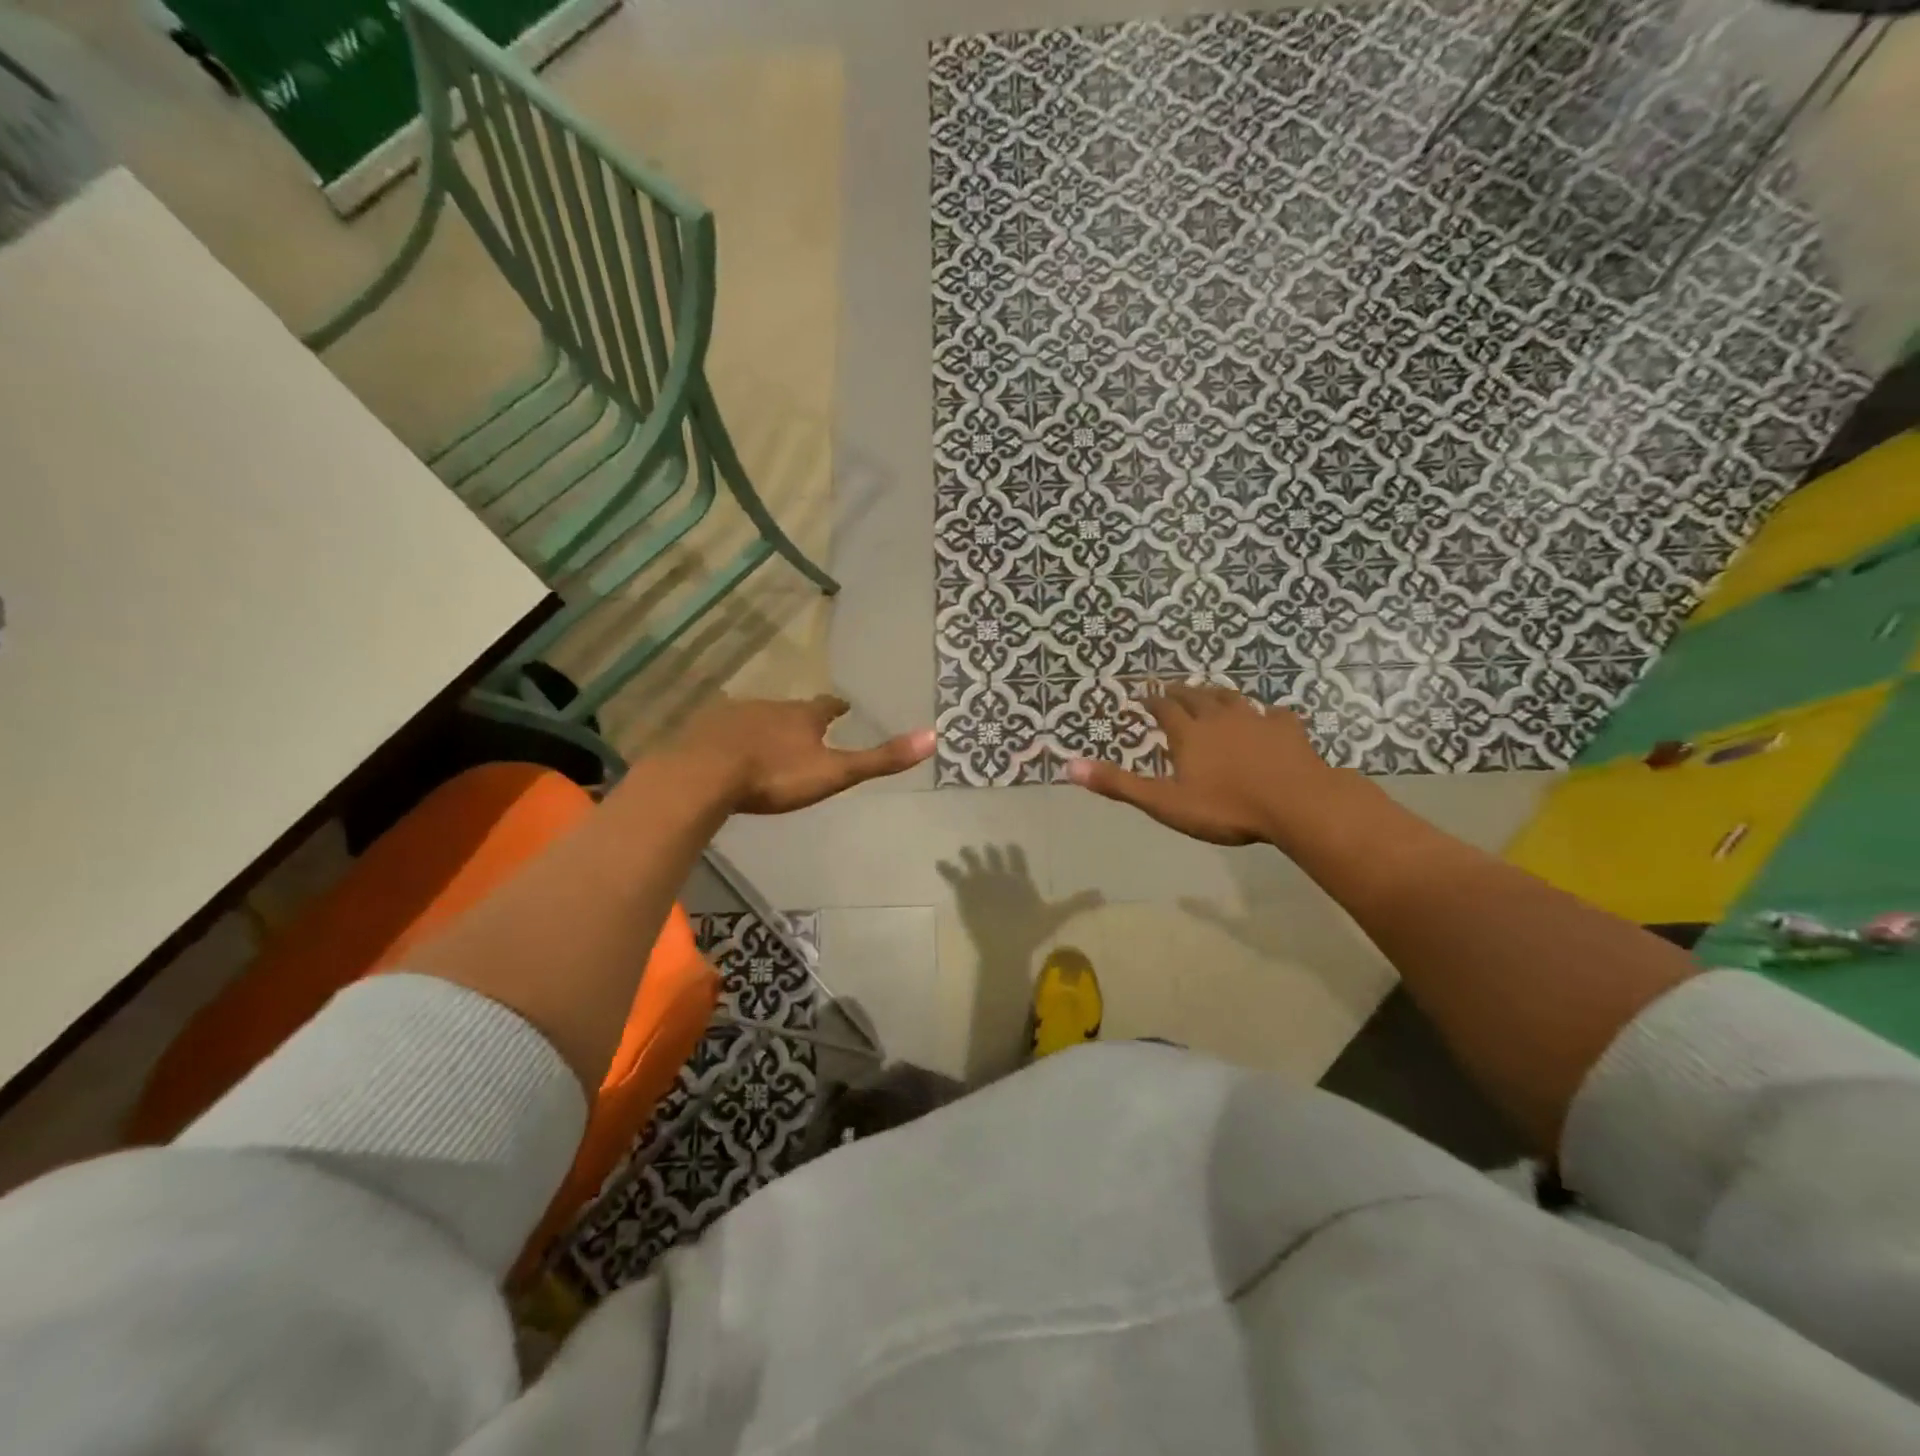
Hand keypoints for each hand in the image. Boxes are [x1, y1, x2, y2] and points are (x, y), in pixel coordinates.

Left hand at [672, 694, 934, 814]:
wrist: (705, 775)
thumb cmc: (775, 775)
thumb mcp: (834, 772)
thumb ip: (879, 759)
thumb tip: (933, 737)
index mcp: (802, 716)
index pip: (825, 706)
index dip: (835, 707)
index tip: (843, 706)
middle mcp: (769, 707)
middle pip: (789, 709)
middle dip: (798, 717)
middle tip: (805, 726)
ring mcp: (733, 715)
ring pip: (756, 717)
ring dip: (766, 726)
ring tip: (769, 740)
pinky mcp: (703, 730)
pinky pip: (724, 730)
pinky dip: (733, 738)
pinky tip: (729, 752)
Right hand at [1067, 684, 1342, 845]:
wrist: (1296, 804)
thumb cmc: (1226, 807)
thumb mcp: (1165, 802)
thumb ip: (1120, 784)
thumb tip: (1069, 766)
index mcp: (1189, 734)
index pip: (1164, 709)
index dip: (1151, 702)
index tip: (1143, 698)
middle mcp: (1220, 717)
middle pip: (1197, 697)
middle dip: (1181, 692)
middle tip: (1172, 689)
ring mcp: (1257, 720)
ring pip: (1233, 699)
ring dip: (1218, 695)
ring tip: (1211, 694)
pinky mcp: (1288, 731)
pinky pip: (1276, 715)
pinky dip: (1268, 713)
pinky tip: (1270, 716)